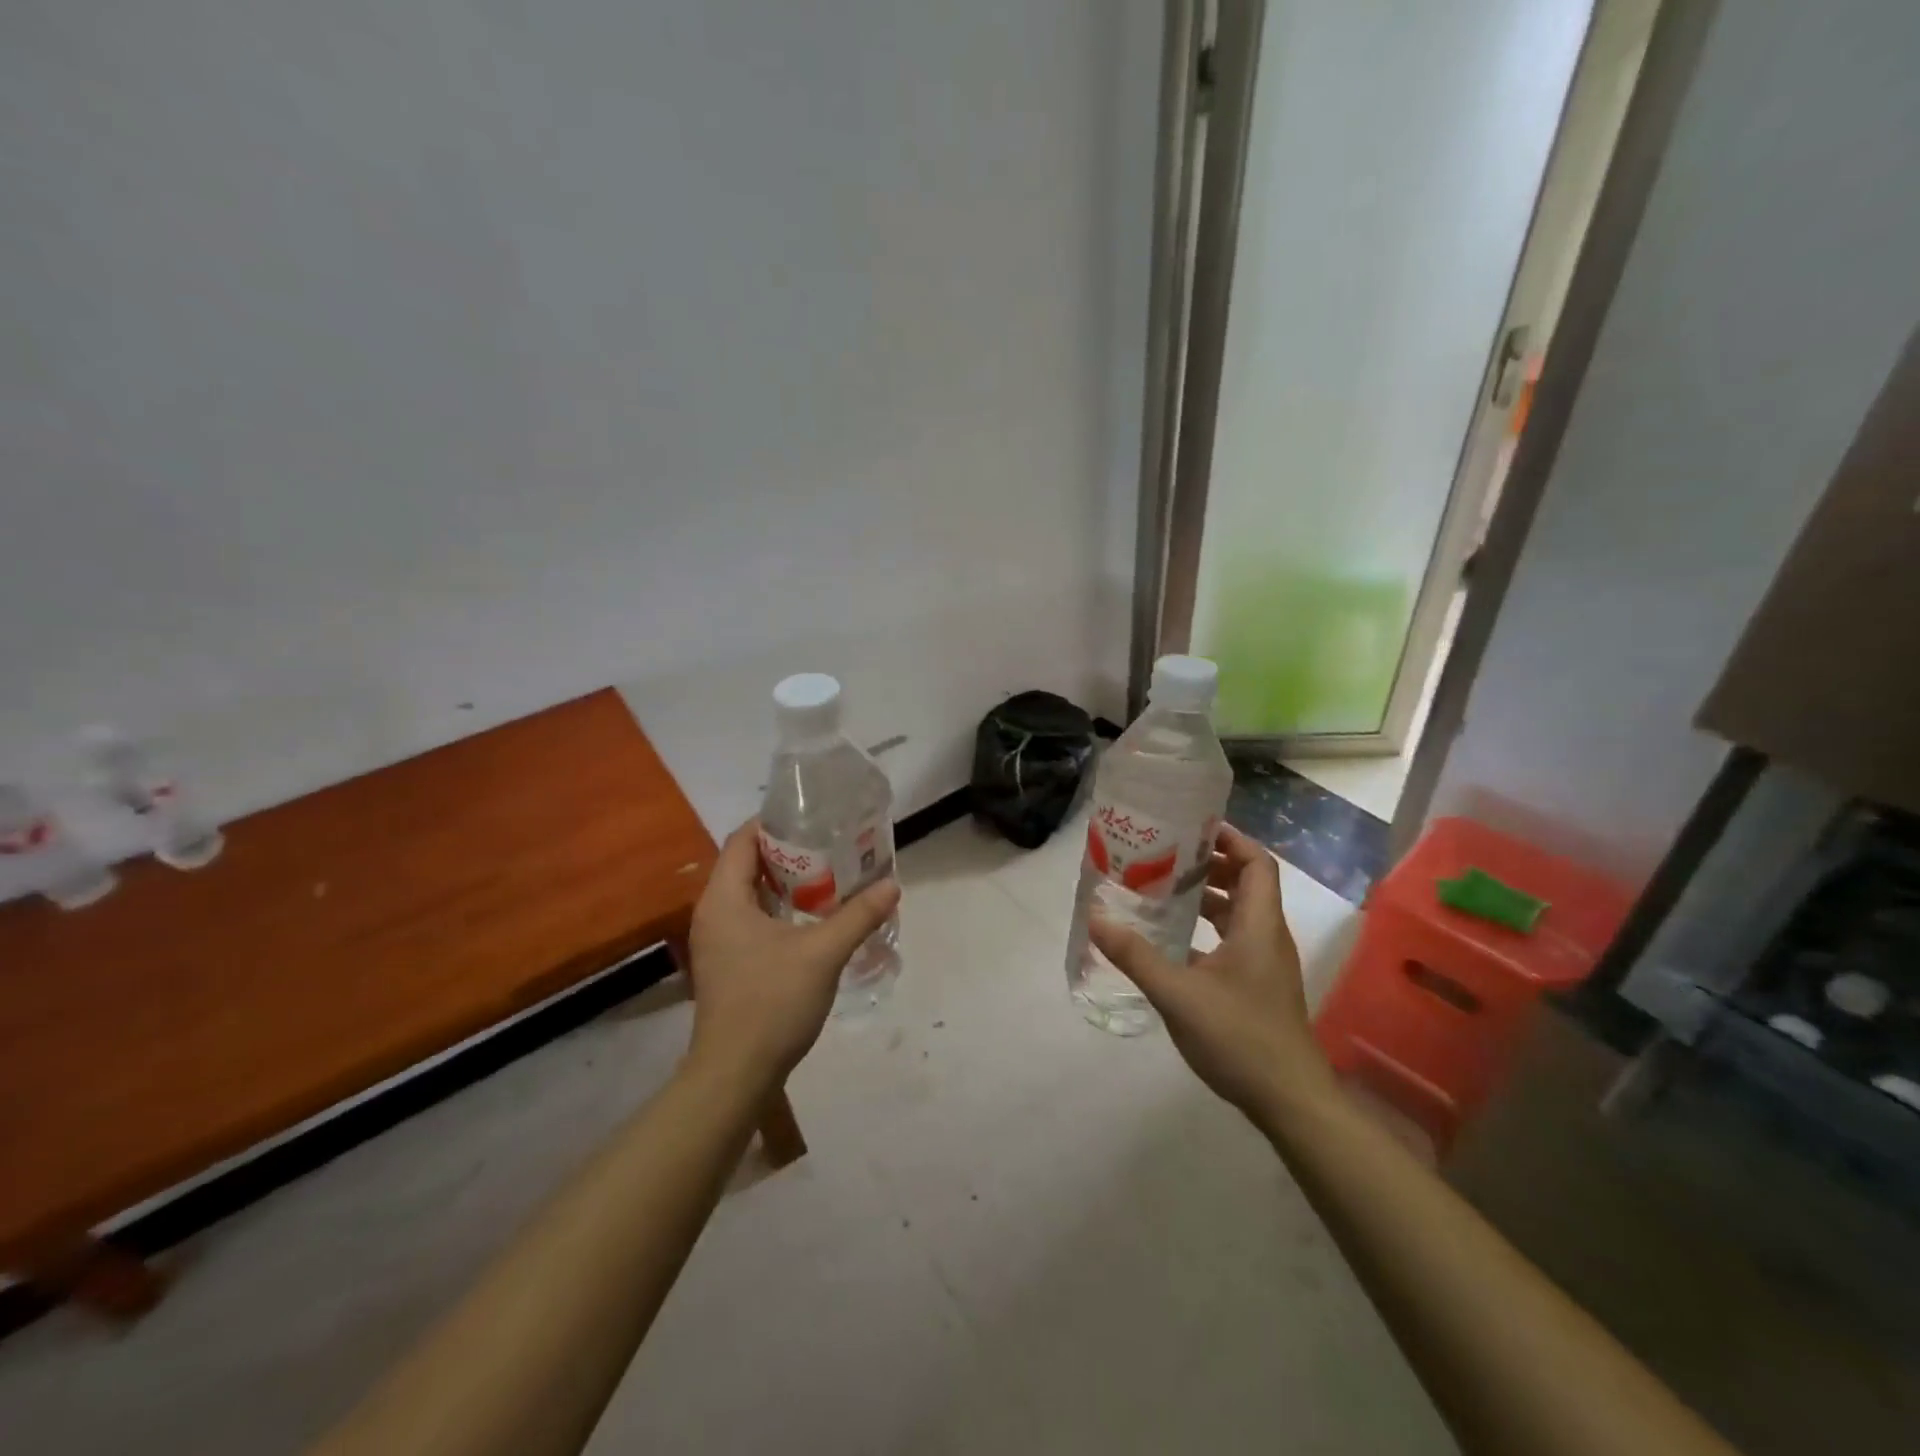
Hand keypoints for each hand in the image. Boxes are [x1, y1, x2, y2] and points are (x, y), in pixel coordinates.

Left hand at [684, 821, 900, 1088]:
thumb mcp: (823, 953)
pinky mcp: (728, 963)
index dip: (775, 822)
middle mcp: (713, 912)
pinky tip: (815, 917)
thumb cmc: (771, 1003)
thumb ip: (858, 915)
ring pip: (752, 894)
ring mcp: (718, 940)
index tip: (815, 816)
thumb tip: (892, 885)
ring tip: (831, 875)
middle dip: (790, 851)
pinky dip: (781, 909)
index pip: (743, 839)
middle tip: (833, 844)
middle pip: (748, 864)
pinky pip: (753, 919)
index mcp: (724, 899)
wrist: (735, 1075)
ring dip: (788, 883)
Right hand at [1090, 823, 1332, 1117]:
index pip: (1257, 863)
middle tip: (1167, 856)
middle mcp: (1267, 936)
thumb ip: (1135, 954)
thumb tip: (1095, 916)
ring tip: (1163, 890)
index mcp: (1259, 926)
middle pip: (1247, 883)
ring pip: (1239, 913)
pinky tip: (1173, 941)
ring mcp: (1265, 963)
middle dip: (1210, 864)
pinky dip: (1207, 929)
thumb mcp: (1178, 993)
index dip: (1231, 839)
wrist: (1289, 1100)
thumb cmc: (1239, 1037)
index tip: (1193, 828)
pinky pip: (1233, 940)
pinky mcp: (1258, 986)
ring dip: (1207, 897)